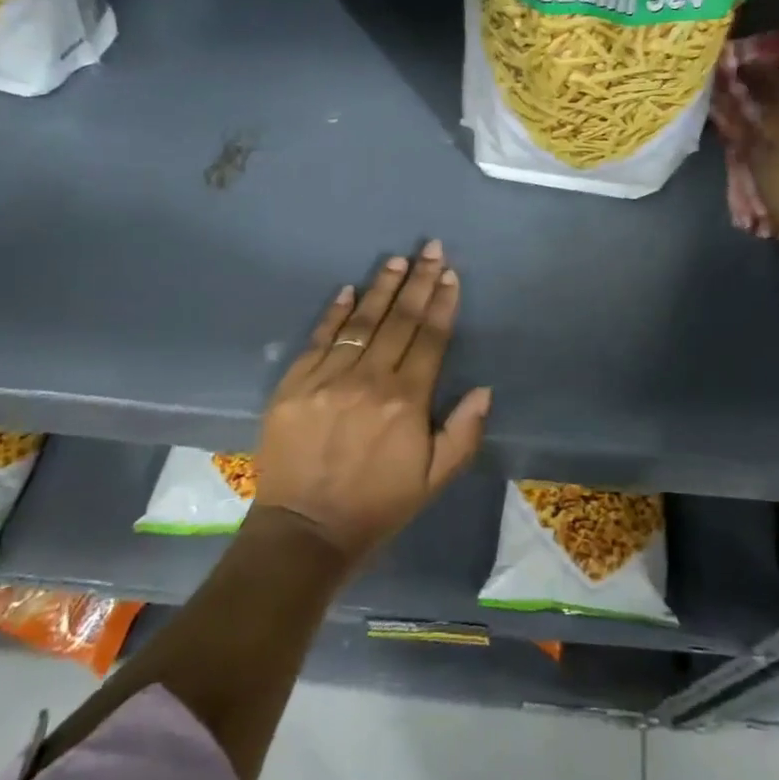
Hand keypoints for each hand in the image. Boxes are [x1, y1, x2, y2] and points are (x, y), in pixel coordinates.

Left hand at [252, 241, 489, 564]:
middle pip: (399, 320)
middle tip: (429, 248)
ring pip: (361, 322)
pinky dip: (335, 313)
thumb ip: (463, 433)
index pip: (430, 338)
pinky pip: (320, 339)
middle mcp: (370, 380)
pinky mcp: (295, 384)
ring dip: (381, 288)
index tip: (449, 274)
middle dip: (418, 281)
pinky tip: (348, 290)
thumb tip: (483, 389)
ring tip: (396, 260)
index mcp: (406, 401)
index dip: (442, 303)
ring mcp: (328, 378)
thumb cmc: (377, 505)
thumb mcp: (434, 480)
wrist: (304, 531)